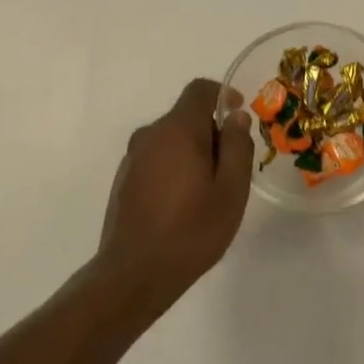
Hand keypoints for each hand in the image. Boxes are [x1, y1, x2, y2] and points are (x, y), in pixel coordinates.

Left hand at [99, 79, 253, 299]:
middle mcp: (149, 135)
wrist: (135, 272)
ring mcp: (132, 158)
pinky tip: (184, 204)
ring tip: (210, 191)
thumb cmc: (192, 230)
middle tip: (232, 167)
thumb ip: (236, 146)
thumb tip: (235, 116)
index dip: (223, 94)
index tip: (240, 114)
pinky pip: (156, 160)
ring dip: (193, 152)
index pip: (199, 90)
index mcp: (177, 130)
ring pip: (170, 140)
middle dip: (212, 132)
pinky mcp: (124, 180)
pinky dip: (175, 168)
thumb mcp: (231, 189)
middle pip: (185, 117)